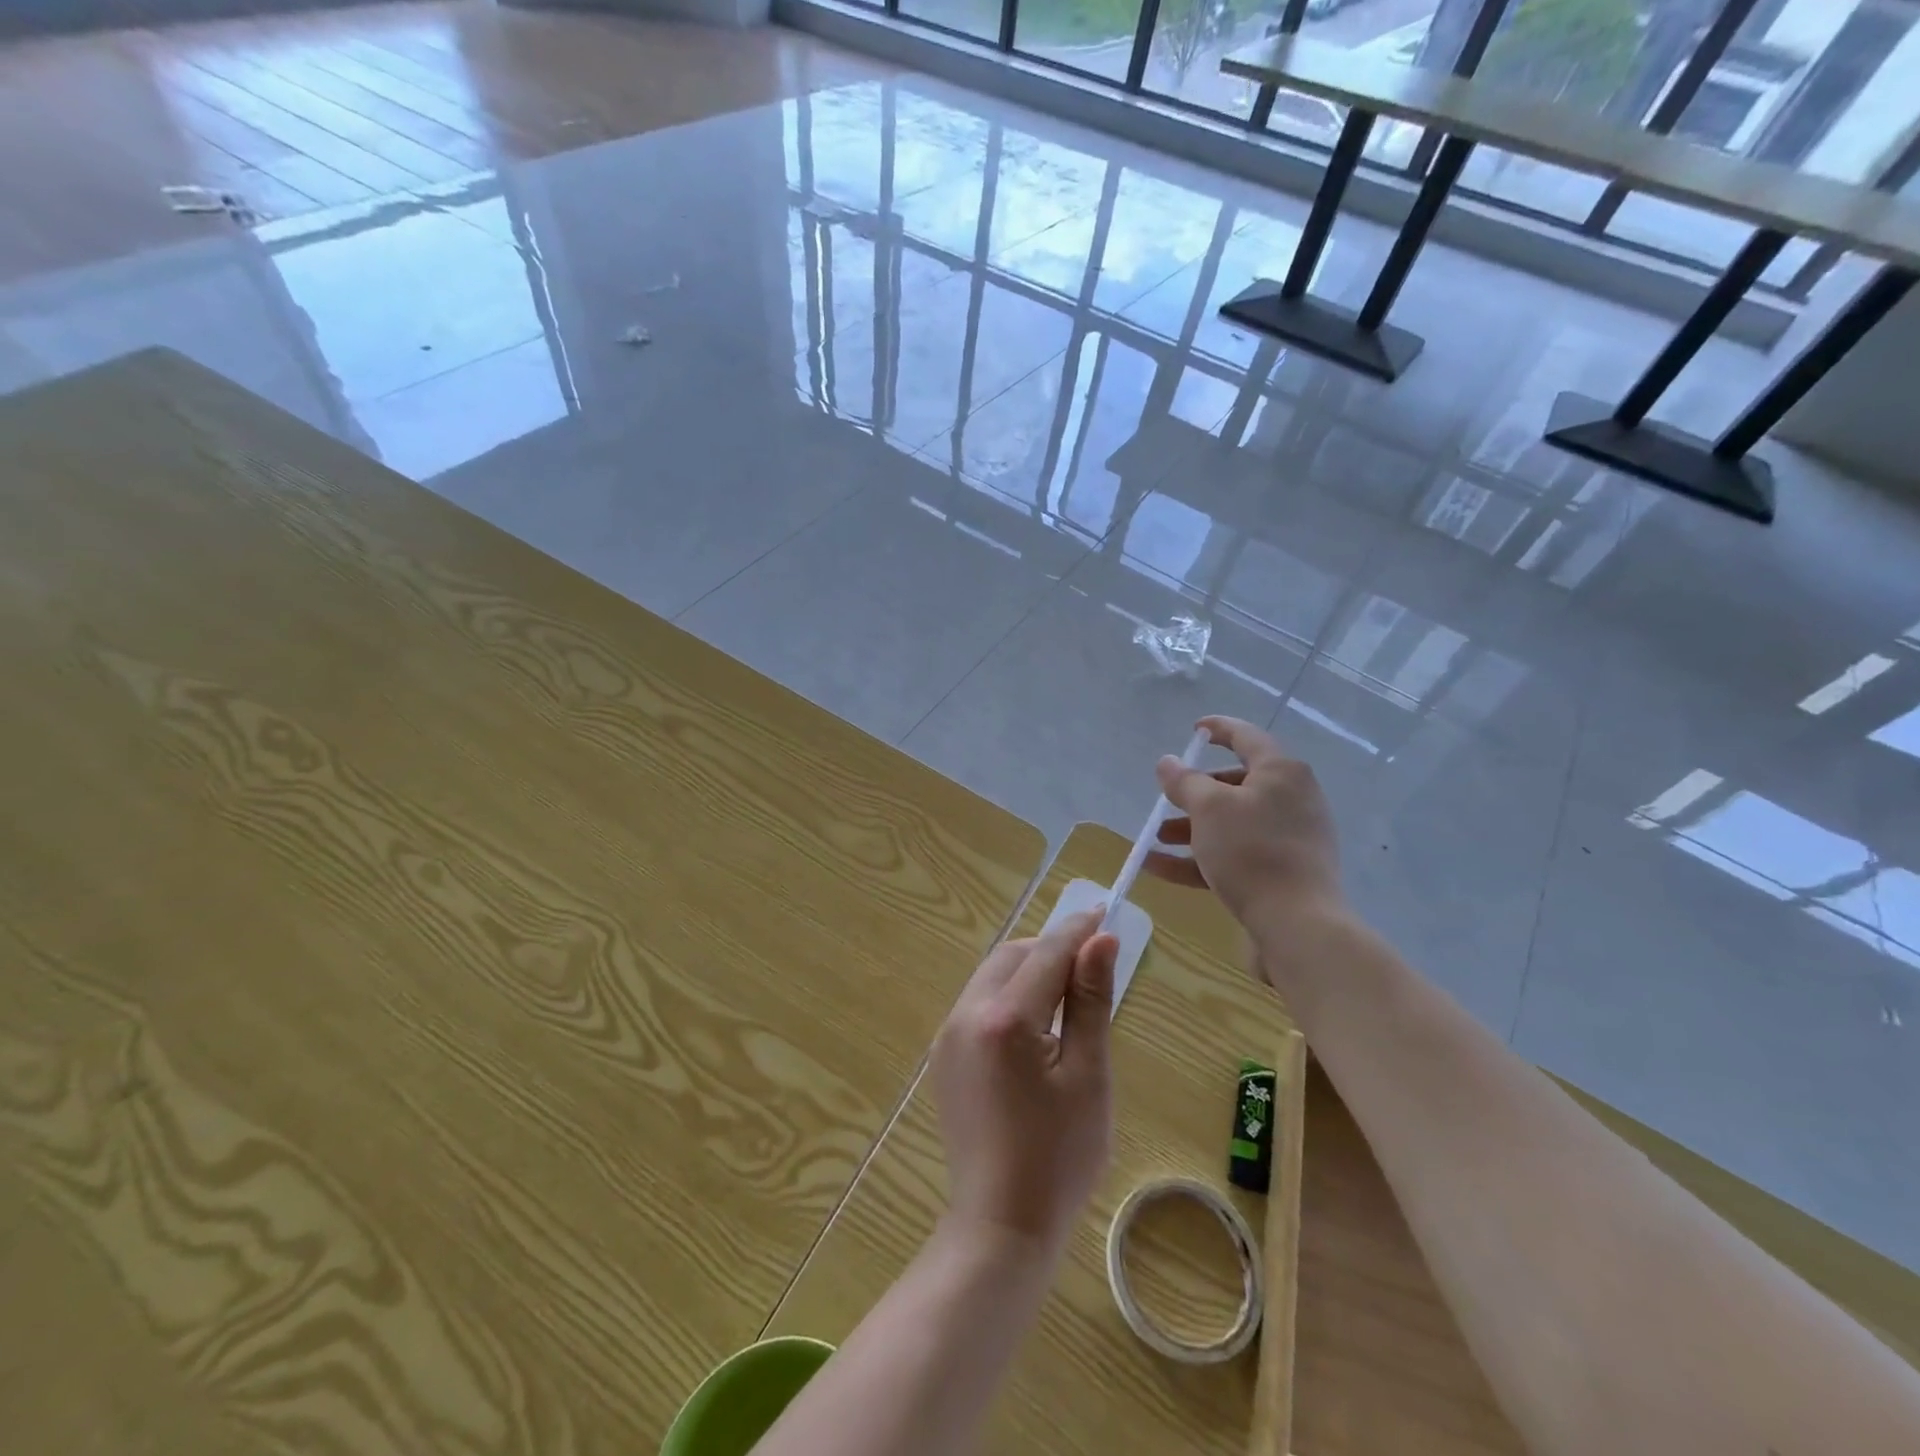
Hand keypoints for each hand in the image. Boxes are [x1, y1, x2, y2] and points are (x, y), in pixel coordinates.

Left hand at [930, 911, 1118, 1258]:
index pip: (1046, 953)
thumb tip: (1101, 940)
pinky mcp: (944, 1056)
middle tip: (1090, 962)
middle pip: (1012, 956)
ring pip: (992, 976)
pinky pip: (978, 1004)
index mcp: (1005, 1019)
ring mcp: (948, 1035)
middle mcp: (966, 1015)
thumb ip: (1091, 1001)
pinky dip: (1009, 997)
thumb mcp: (1088, 1076)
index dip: (1078, 930)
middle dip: (1049, 948)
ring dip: (1028, 971)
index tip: (1104, 911)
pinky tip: (1034, 1026)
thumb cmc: (1059, 1156)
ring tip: (1067, 993)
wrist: (999, 1226)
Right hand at [1145, 715, 1341, 925]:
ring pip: (1232, 823)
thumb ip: (1184, 782)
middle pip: (1236, 785)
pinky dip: (1199, 858)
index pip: (1247, 737)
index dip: (1219, 729)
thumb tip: (1167, 762)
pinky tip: (1159, 868)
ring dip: (1191, 829)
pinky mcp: (1282, 872)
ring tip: (1155, 840)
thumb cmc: (1252, 851)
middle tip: (1167, 799)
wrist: (1297, 924)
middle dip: (1194, 793)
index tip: (1195, 730)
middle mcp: (1291, 799)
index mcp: (1281, 772)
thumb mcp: (1209, 809)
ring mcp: (1289, 838)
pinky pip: (1234, 855)